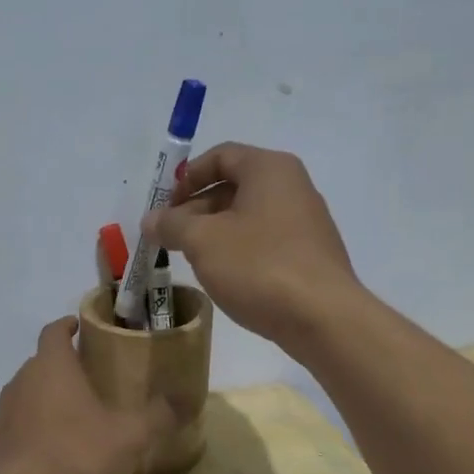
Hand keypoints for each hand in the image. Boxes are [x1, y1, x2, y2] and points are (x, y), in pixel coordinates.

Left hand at [0, 318, 175, 473]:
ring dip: (51, 399)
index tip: (82, 327)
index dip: (68, 326)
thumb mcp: (130, 436)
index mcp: (52, 366)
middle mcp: (23, 381)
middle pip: (43, 362)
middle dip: (66, 366)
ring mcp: (6, 413)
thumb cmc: (78, 454)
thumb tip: (184, 400)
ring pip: (31, 394)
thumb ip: (157, 416)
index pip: (54, 331)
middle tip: (95, 378)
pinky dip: (40, 429)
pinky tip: (62, 451)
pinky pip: (23, 425)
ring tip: (81, 416)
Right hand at [145, 143, 362, 346]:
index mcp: (270, 169)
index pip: (221, 156)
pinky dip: (240, 252)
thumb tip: (151, 219)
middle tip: (171, 240)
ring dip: (216, 234)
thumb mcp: (203, 241)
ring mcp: (306, 222)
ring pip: (249, 218)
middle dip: (197, 211)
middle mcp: (293, 187)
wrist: (323, 318)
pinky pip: (266, 242)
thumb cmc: (259, 266)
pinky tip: (227, 278)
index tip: (165, 207)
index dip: (187, 178)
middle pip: (234, 187)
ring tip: (193, 261)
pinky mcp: (310, 255)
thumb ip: (172, 225)